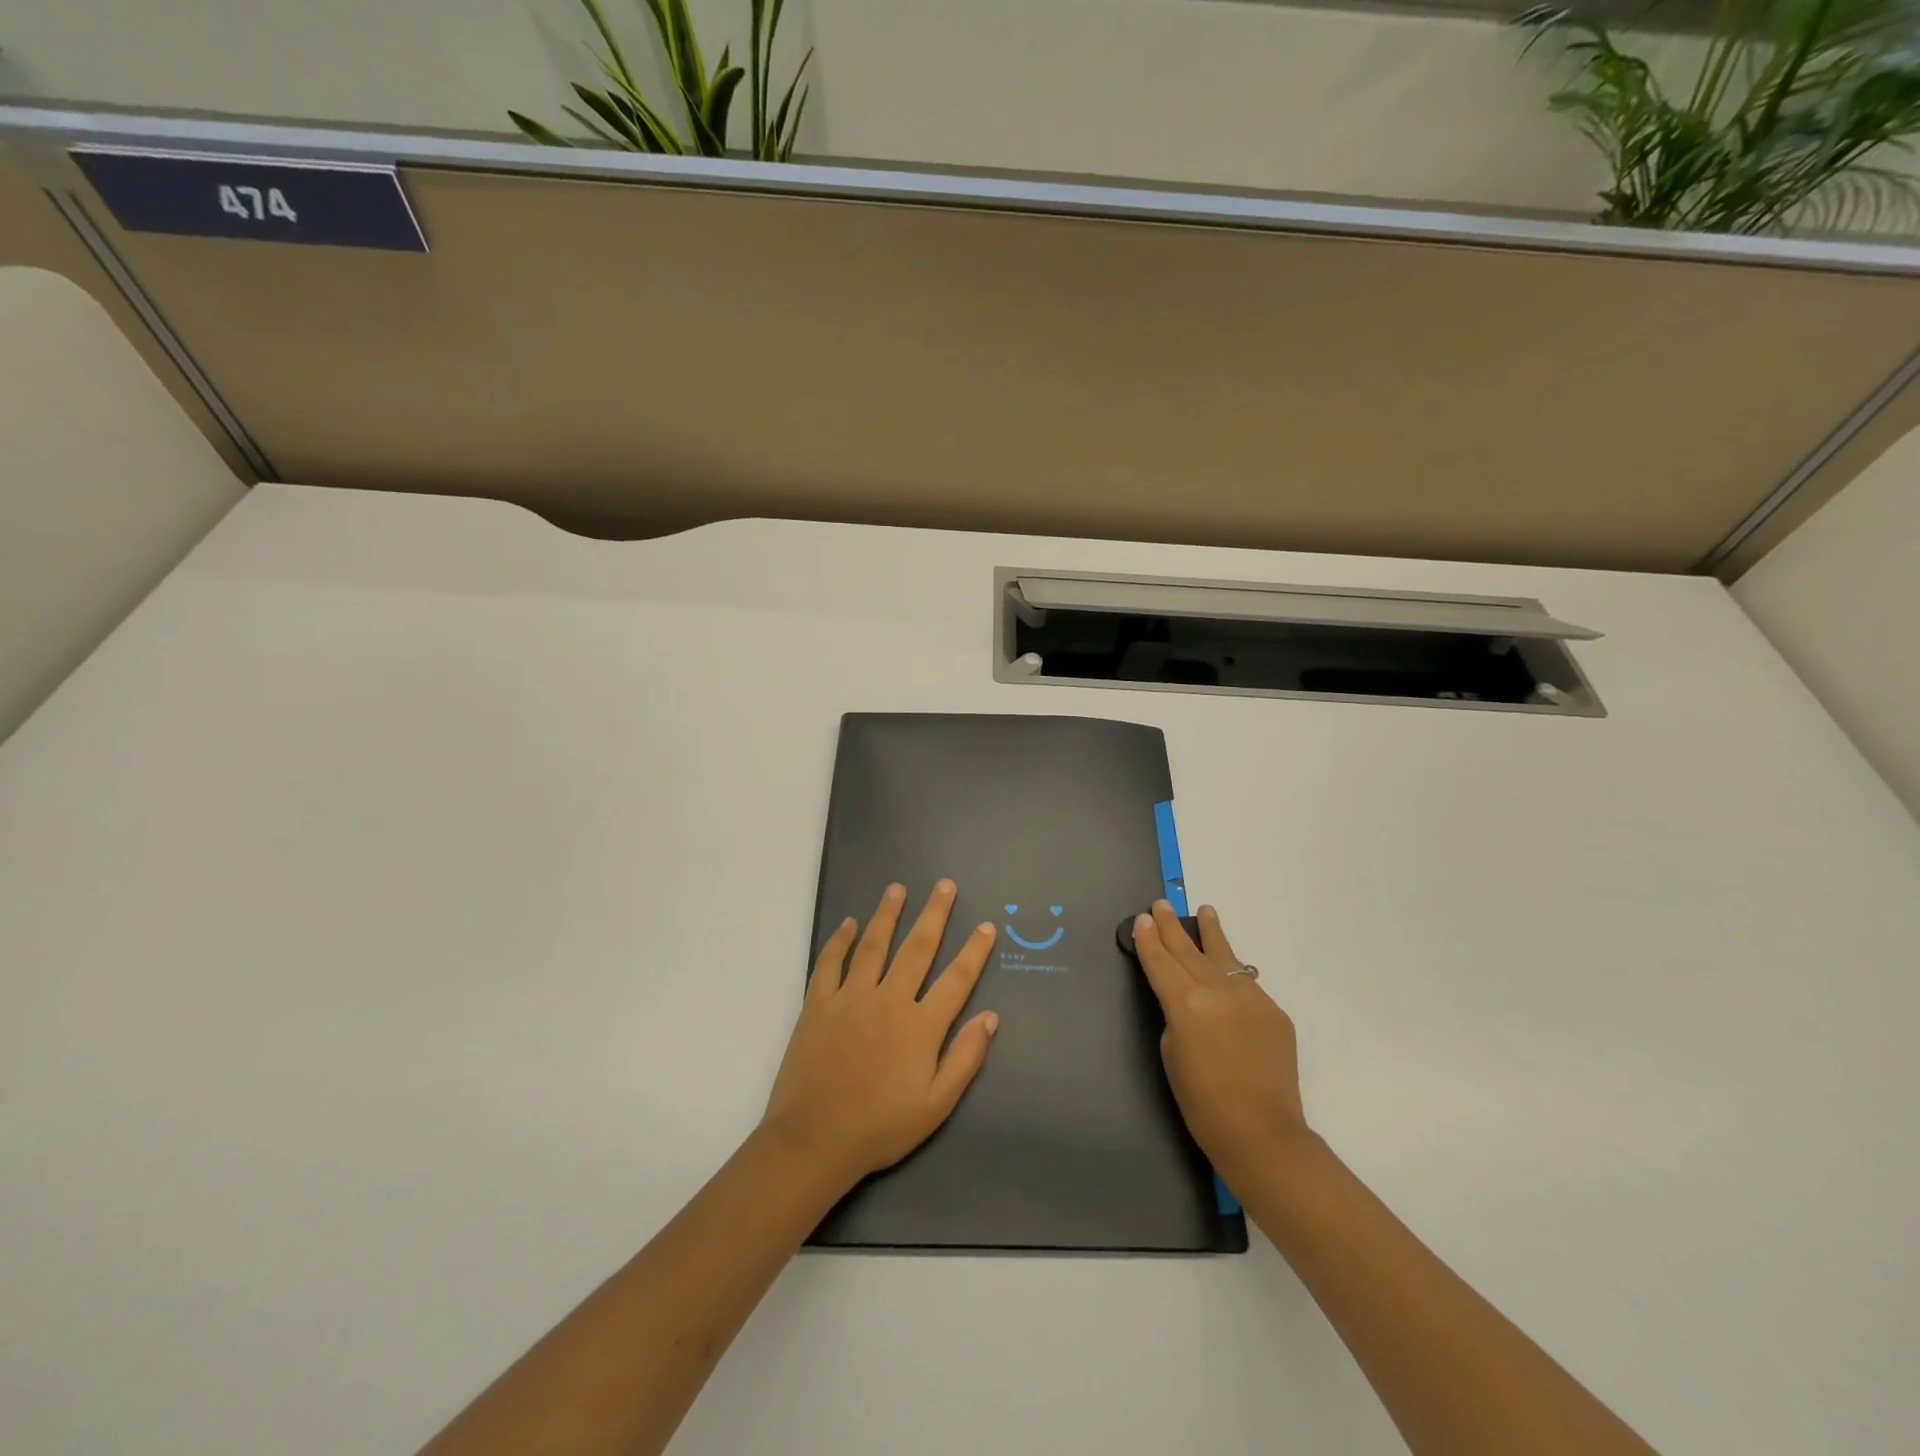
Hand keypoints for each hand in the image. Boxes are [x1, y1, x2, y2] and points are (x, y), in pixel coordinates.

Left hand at [763, 880, 999, 1187]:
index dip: (974, 951)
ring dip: (887, 914)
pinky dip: (839, 941)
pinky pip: (830, 963)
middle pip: (916, 948)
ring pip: (873, 945)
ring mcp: (850, 998)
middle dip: (934, 914)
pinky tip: (848, 923)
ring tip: (897, 888)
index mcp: (920, 1026)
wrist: (813, 1140)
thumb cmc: (880, 1127)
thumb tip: (990, 1016)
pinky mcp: (818, 1004)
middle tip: (944, 885)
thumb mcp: (935, 1105)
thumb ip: (965, 1058)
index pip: (956, 979)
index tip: (986, 925)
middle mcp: (888, 1000)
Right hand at [1132, 901, 1308, 1183]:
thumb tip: (1187, 999)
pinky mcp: (1275, 1011)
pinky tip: (1230, 966)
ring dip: (1211, 933)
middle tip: (1161, 904)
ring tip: (1204, 911)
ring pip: (1225, 956)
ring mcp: (1251, 997)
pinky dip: (1234, 972)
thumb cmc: (1202, 1102)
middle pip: (1189, 951)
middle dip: (1173, 928)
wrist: (1263, 1133)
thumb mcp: (1171, 1053)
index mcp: (1186, 1002)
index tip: (1142, 919)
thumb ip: (1176, 1015)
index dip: (1149, 940)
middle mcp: (1218, 989)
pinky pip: (1247, 984)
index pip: (1161, 962)